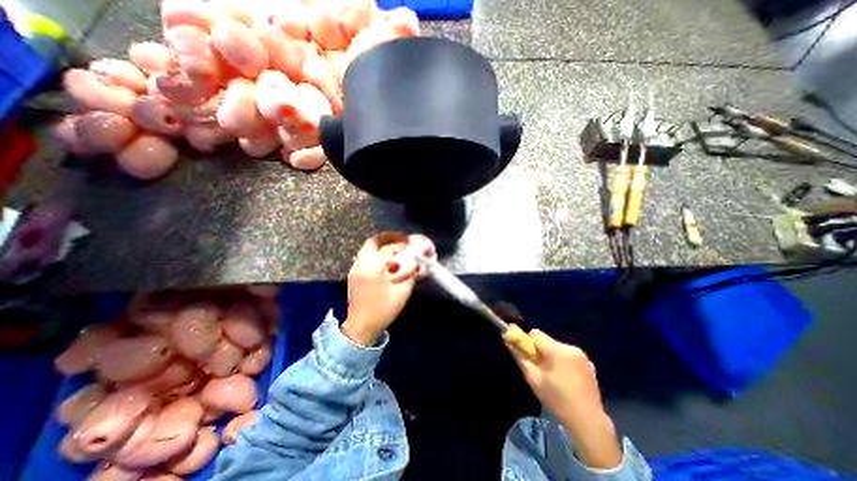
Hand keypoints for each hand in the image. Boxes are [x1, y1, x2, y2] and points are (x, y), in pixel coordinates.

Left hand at [344, 231, 418, 344]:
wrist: (361, 327)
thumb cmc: (383, 311)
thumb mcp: (402, 292)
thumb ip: (411, 274)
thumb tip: (419, 262)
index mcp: (372, 269)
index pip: (390, 249)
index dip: (403, 245)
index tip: (413, 245)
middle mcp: (361, 264)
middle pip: (374, 241)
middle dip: (390, 237)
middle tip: (403, 240)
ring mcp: (355, 268)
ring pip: (368, 247)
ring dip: (383, 244)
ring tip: (397, 247)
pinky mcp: (354, 273)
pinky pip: (366, 255)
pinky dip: (377, 252)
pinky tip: (387, 260)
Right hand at [508, 328, 622, 466]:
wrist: (588, 423)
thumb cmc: (557, 400)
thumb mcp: (533, 379)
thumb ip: (520, 358)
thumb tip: (509, 342)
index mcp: (558, 351)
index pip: (536, 334)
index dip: (528, 342)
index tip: (527, 356)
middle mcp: (571, 348)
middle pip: (547, 341)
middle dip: (540, 351)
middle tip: (539, 369)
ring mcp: (582, 356)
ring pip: (557, 347)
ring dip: (551, 356)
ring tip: (553, 376)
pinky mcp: (589, 364)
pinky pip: (568, 355)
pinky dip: (562, 361)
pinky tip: (565, 379)